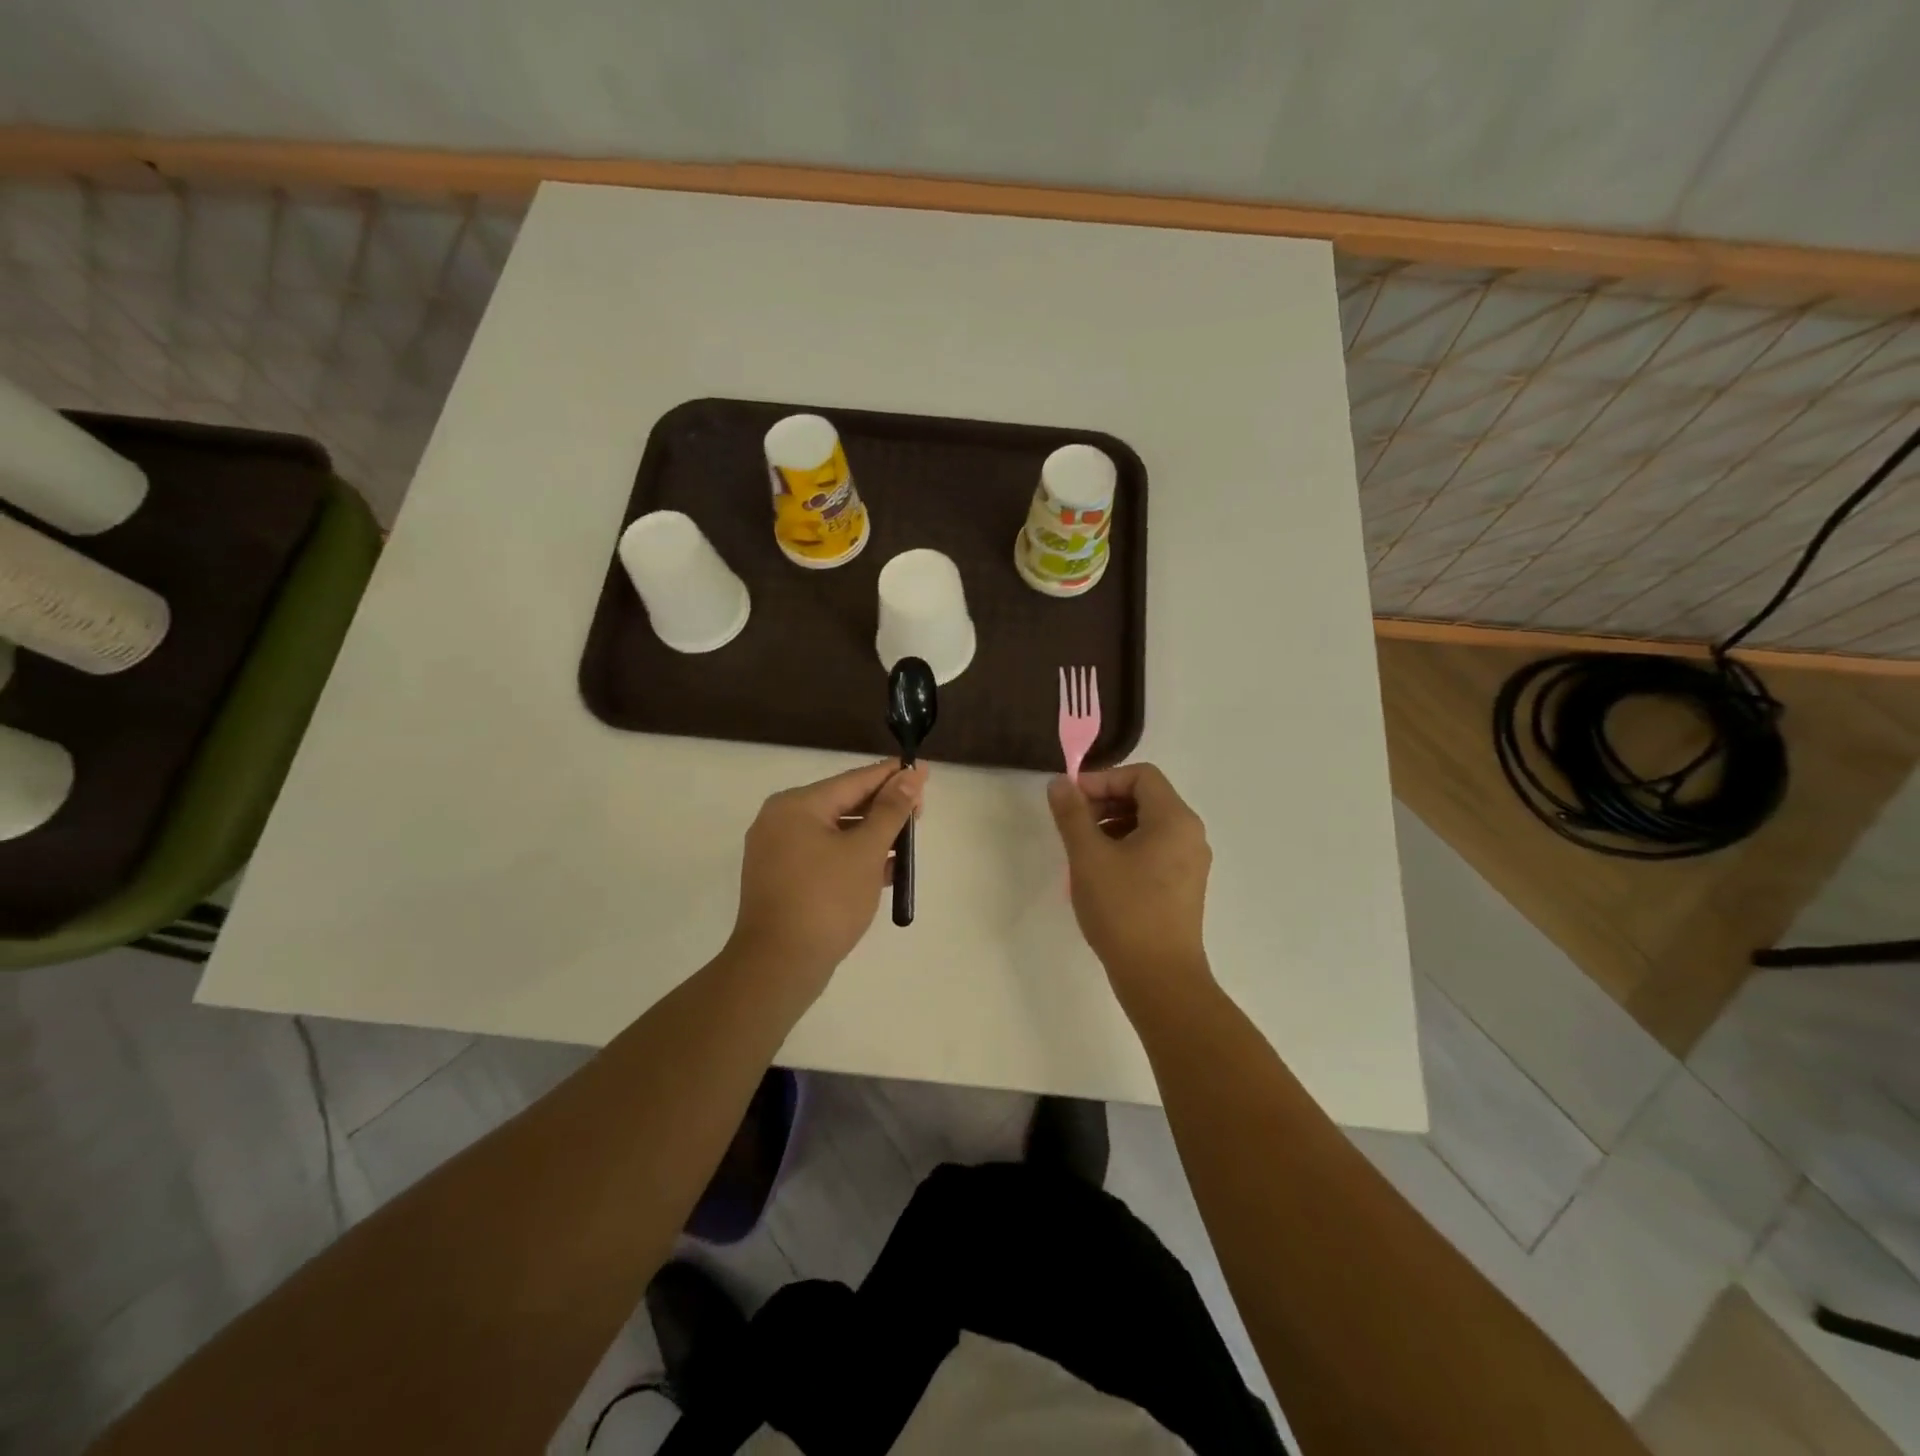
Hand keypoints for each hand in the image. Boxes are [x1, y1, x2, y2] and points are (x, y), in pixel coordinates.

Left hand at [727, 759, 927, 992]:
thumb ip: (891, 810)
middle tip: (920, 813)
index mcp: (797, 804)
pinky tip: (886, 868)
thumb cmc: (826, 900)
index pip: (855, 780)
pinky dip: (853, 857)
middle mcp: (781, 820)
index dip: (893, 776)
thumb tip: (910, 776)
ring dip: (872, 835)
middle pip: (844, 803)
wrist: (779, 966)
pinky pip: (824, 854)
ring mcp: (778, 851)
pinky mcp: (782, 879)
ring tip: (907, 842)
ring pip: (835, 831)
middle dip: (884, 808)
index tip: (924, 771)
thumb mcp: (866, 851)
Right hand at [1048, 764, 1212, 1003]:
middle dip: (1105, 802)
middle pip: (1146, 798)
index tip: (1071, 800)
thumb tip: (1060, 783)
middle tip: (1073, 824)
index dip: (1103, 779)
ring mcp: (1191, 863)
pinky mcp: (1184, 887)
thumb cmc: (1124, 910)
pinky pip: (1154, 850)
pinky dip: (1126, 848)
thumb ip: (1072, 814)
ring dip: (1112, 826)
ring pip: (1149, 826)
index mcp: (1174, 820)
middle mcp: (1190, 835)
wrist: (1159, 978)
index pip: (1141, 775)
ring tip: (1082, 850)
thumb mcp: (1088, 857)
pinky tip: (1101, 873)